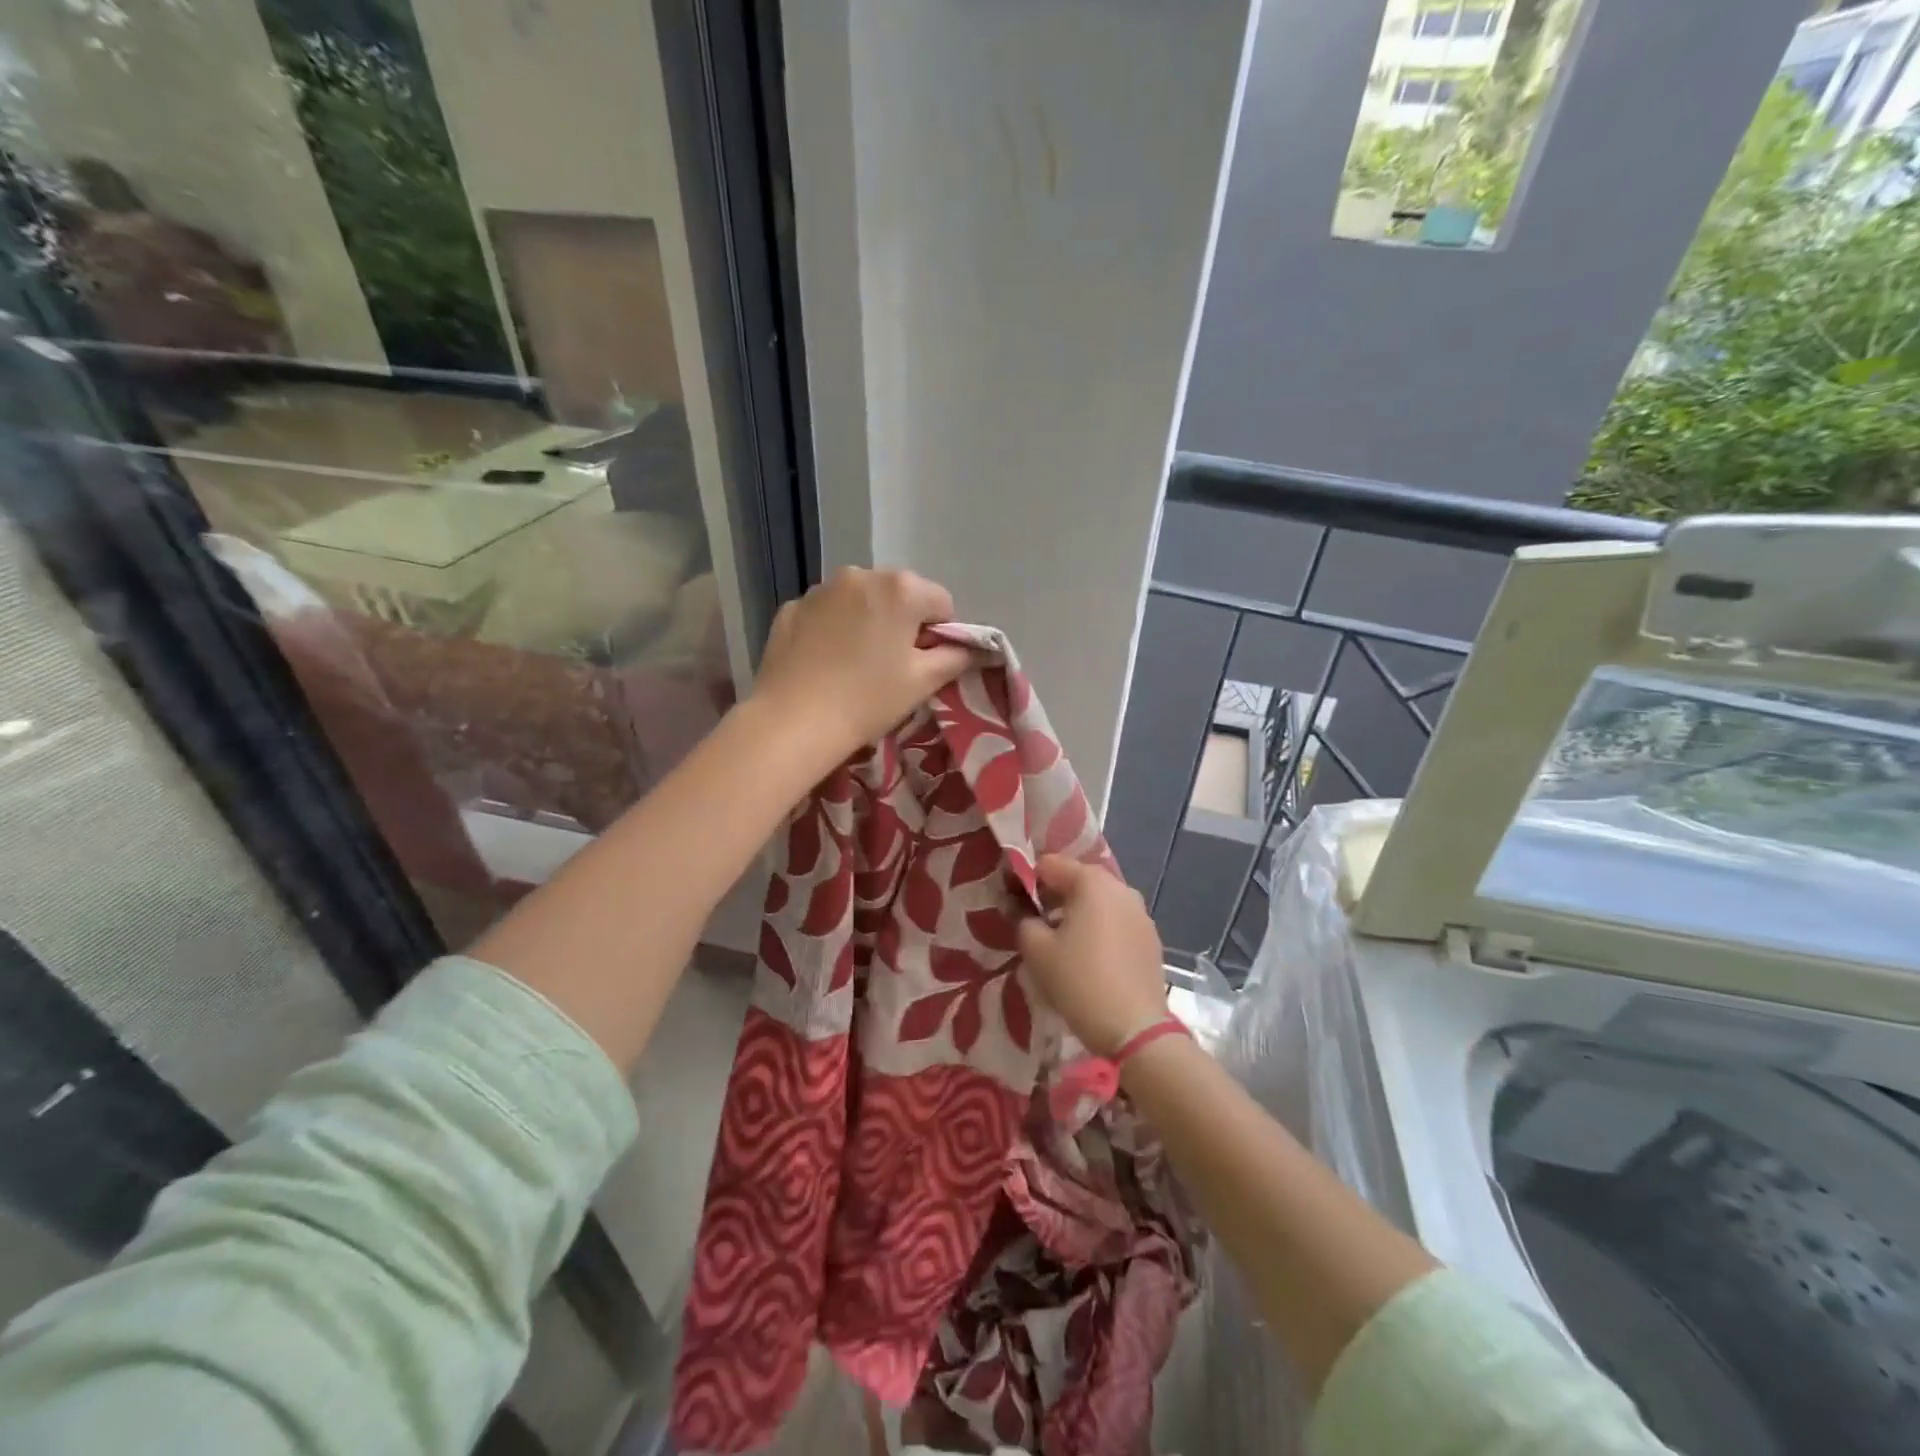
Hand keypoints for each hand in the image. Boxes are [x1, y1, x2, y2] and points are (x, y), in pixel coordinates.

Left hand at [752, 567, 974, 764]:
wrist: (793, 721)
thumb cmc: (868, 700)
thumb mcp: (922, 682)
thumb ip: (955, 658)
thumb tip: (971, 648)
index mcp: (901, 588)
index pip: (941, 603)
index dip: (940, 634)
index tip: (925, 663)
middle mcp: (861, 575)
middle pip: (898, 595)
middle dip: (902, 622)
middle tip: (891, 665)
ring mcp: (821, 589)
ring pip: (860, 601)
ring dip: (866, 621)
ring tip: (855, 664)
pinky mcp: (792, 607)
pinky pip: (826, 613)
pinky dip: (832, 629)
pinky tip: (825, 663)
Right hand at [1016, 856, 1168, 1056]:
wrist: (1135, 1029)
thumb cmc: (1079, 981)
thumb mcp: (1036, 950)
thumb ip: (1022, 919)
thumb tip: (1020, 909)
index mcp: (1092, 882)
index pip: (1050, 864)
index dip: (1026, 880)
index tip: (1012, 903)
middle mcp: (1121, 888)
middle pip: (1077, 880)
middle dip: (1053, 896)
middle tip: (1033, 923)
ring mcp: (1141, 914)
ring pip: (1099, 902)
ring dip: (1076, 914)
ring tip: (1058, 942)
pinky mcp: (1150, 939)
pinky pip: (1116, 922)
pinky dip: (1098, 929)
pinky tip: (1087, 957)